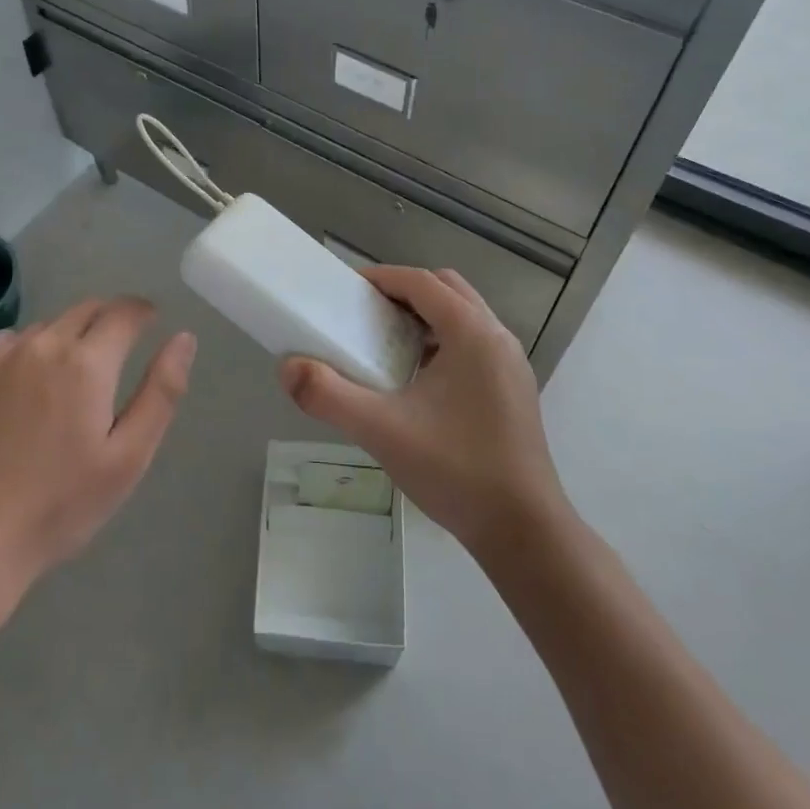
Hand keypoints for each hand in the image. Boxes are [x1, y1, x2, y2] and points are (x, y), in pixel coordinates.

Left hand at [0, 297, 195, 583]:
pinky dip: (30, 348)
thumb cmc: (61, 504)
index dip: (143, 312)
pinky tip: (28, 385)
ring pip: (49, 326)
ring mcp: (1, 355)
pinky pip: (11, 340)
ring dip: (70, 335)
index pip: (124, 312)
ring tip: (72, 376)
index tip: (151, 320)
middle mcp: (43, 344)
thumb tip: (184, 338)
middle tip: (118, 350)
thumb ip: (162, 391)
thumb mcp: (129, 456)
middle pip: (86, 310)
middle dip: (110, 319)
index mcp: (87, 364)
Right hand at [280, 266, 565, 560]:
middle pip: (447, 289)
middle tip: (367, 314)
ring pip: (464, 316)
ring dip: (426, 316)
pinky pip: (475, 343)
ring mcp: (511, 364)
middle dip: (405, 291)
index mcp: (472, 333)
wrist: (523, 530)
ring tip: (387, 344)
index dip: (382, 278)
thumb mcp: (381, 430)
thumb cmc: (455, 470)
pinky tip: (418, 381)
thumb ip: (328, 395)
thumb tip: (286, 368)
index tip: (346, 289)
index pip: (422, 282)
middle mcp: (497, 337)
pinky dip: (444, 341)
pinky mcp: (514, 389)